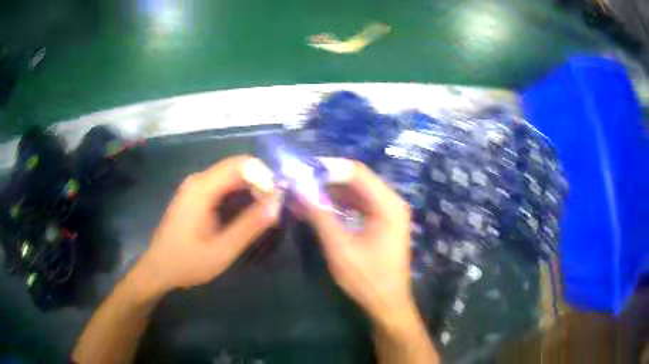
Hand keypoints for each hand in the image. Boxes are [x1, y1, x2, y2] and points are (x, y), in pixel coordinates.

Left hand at [133, 156, 280, 297]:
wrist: (158, 269)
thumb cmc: (187, 262)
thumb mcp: (222, 250)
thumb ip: (249, 226)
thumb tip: (276, 203)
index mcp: (202, 188)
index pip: (241, 165)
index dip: (264, 177)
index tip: (277, 200)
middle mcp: (198, 180)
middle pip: (236, 169)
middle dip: (259, 185)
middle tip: (273, 210)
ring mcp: (194, 187)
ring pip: (230, 178)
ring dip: (250, 191)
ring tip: (263, 215)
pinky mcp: (194, 196)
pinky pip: (222, 187)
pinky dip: (238, 197)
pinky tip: (244, 216)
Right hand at [300, 158, 416, 329]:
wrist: (387, 304)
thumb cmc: (366, 279)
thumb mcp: (339, 247)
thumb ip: (319, 215)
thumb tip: (298, 189)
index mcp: (388, 205)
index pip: (356, 172)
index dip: (327, 168)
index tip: (301, 170)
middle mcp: (391, 202)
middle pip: (356, 180)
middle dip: (326, 180)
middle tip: (298, 182)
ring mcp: (387, 212)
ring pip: (355, 192)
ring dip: (330, 192)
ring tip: (303, 194)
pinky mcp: (381, 222)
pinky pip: (358, 205)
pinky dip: (338, 205)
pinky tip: (318, 208)